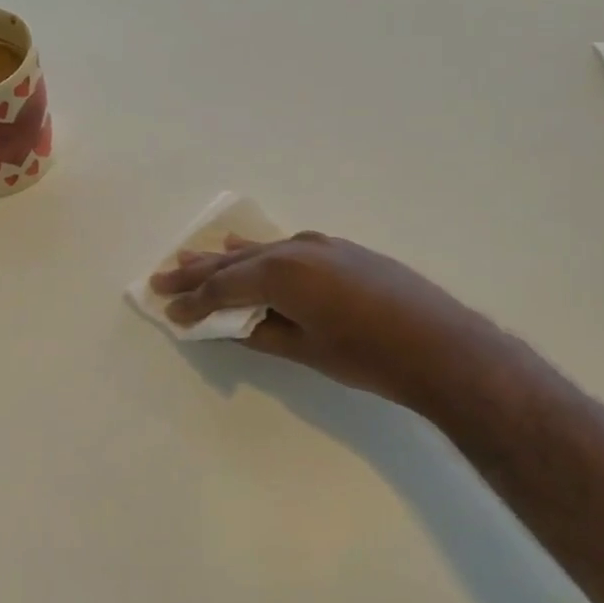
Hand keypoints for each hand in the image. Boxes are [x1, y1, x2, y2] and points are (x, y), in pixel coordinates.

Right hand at [150, 232, 459, 405]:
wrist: (441, 346)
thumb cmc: (368, 356)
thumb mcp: (305, 350)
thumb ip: (261, 332)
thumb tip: (232, 325)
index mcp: (281, 273)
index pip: (223, 288)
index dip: (193, 302)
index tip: (168, 311)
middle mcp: (295, 249)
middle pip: (234, 262)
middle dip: (197, 272)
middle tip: (162, 276)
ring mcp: (320, 246)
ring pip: (259, 250)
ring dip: (225, 258)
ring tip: (190, 257)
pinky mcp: (340, 251)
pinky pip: (286, 249)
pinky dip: (261, 254)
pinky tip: (248, 250)